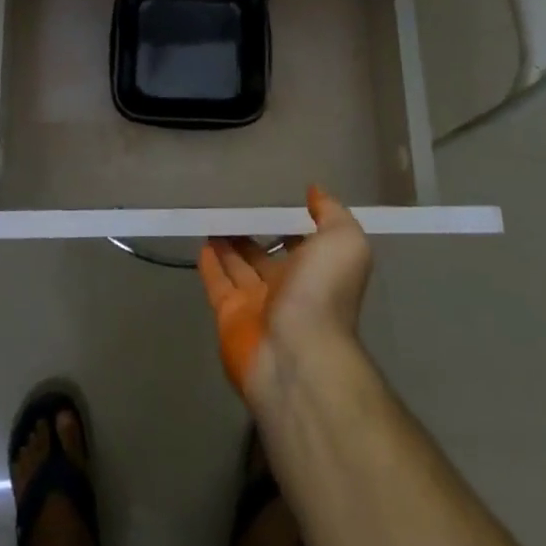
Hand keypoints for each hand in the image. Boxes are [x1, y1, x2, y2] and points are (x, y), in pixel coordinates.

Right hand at [198, 186, 373, 405]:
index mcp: (316, 273)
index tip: (274, 203)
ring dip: (228, 246)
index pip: (301, 245)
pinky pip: (218, 285)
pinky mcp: (229, 317)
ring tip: (214, 221)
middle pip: (265, 257)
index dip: (290, 226)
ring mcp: (257, 305)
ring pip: (239, 268)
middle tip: (234, 210)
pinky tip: (202, 244)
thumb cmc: (323, 292)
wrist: (298, 354)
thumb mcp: (344, 242)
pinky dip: (209, 266)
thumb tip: (315, 192)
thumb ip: (331, 214)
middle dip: (253, 236)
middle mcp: (288, 289)